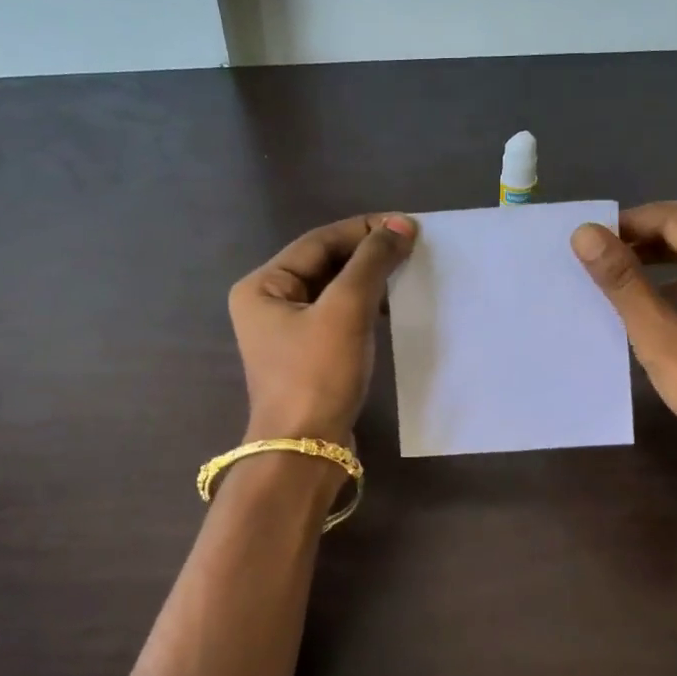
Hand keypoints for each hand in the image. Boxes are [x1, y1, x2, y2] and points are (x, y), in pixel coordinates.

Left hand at [229, 214, 417, 443]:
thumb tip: (400, 225)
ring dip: (370, 281)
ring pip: (334, 291)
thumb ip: (372, 263)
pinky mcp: (308, 356)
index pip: (318, 242)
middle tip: (413, 248)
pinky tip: (393, 309)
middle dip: (368, 255)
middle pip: (324, 264)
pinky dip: (366, 308)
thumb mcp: (346, 310)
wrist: (306, 450)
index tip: (408, 226)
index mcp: (263, 286)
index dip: (364, 230)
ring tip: (408, 273)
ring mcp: (287, 333)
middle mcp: (268, 304)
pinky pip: (339, 317)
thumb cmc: (318, 375)